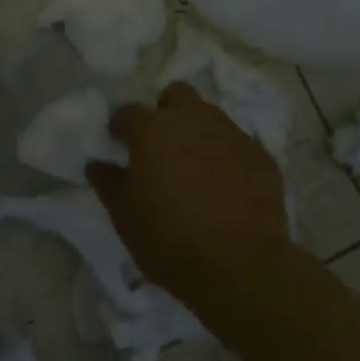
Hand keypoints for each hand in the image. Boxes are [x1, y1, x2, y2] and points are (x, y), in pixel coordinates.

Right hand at [88, 83, 290, 293]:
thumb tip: (97, 164)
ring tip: (195, 166)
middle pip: (177, 94)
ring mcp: (232, 135)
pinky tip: (226, 186)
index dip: (121, 126)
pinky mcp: (263, 157)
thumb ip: (108, 183)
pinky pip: (238, 145)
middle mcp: (192, 119)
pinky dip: (228, 157)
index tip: (118, 142)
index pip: (129, 111)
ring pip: (211, 116)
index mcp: (152, 129)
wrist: (242, 266)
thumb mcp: (124, 216)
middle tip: (161, 144)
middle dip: (167, 111)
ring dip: (198, 131)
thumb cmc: (170, 238)